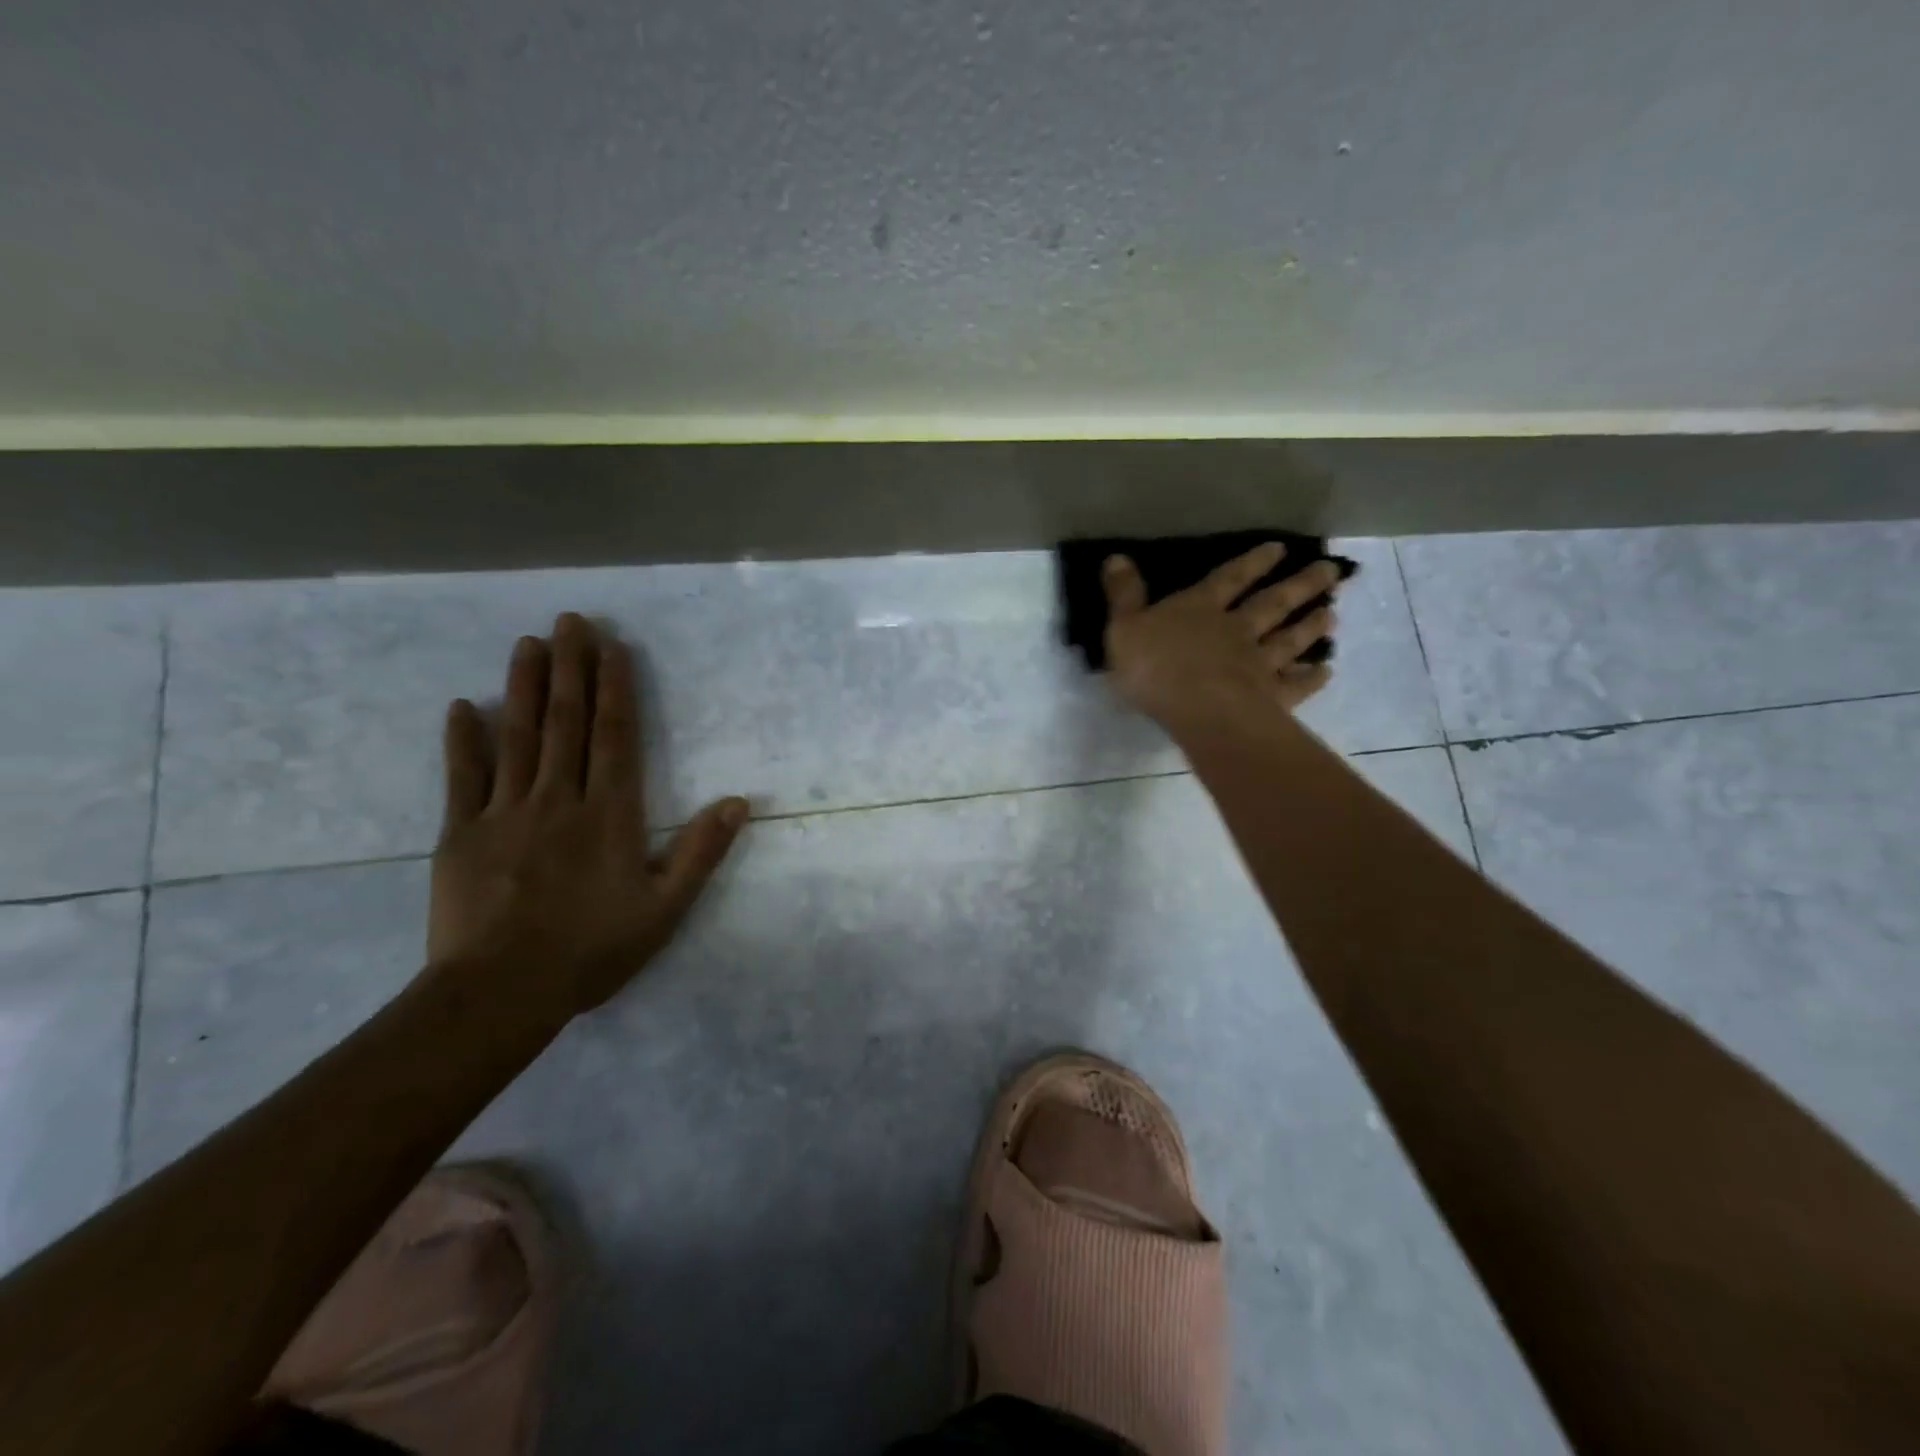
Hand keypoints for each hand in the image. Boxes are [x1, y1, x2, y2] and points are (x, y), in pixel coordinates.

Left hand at [427, 613, 747, 1020]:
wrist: (501, 992)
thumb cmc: (592, 949)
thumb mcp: (665, 908)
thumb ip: (700, 851)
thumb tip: (739, 801)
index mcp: (609, 814)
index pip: (615, 736)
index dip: (616, 688)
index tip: (612, 646)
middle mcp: (559, 799)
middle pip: (567, 723)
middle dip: (571, 668)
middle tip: (569, 621)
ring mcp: (504, 813)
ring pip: (518, 737)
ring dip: (524, 687)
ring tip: (528, 643)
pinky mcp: (460, 835)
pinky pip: (463, 778)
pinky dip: (464, 741)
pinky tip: (464, 707)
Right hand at [1102, 542, 1342, 736]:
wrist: (1196, 707)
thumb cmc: (1155, 666)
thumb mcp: (1123, 627)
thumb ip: (1123, 595)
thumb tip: (1116, 557)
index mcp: (1200, 609)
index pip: (1229, 579)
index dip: (1252, 563)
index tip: (1279, 549)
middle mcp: (1236, 629)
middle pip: (1272, 603)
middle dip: (1299, 586)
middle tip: (1330, 571)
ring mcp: (1258, 663)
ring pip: (1289, 639)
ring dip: (1310, 626)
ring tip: (1332, 614)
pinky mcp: (1270, 696)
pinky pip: (1296, 684)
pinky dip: (1312, 677)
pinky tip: (1326, 671)